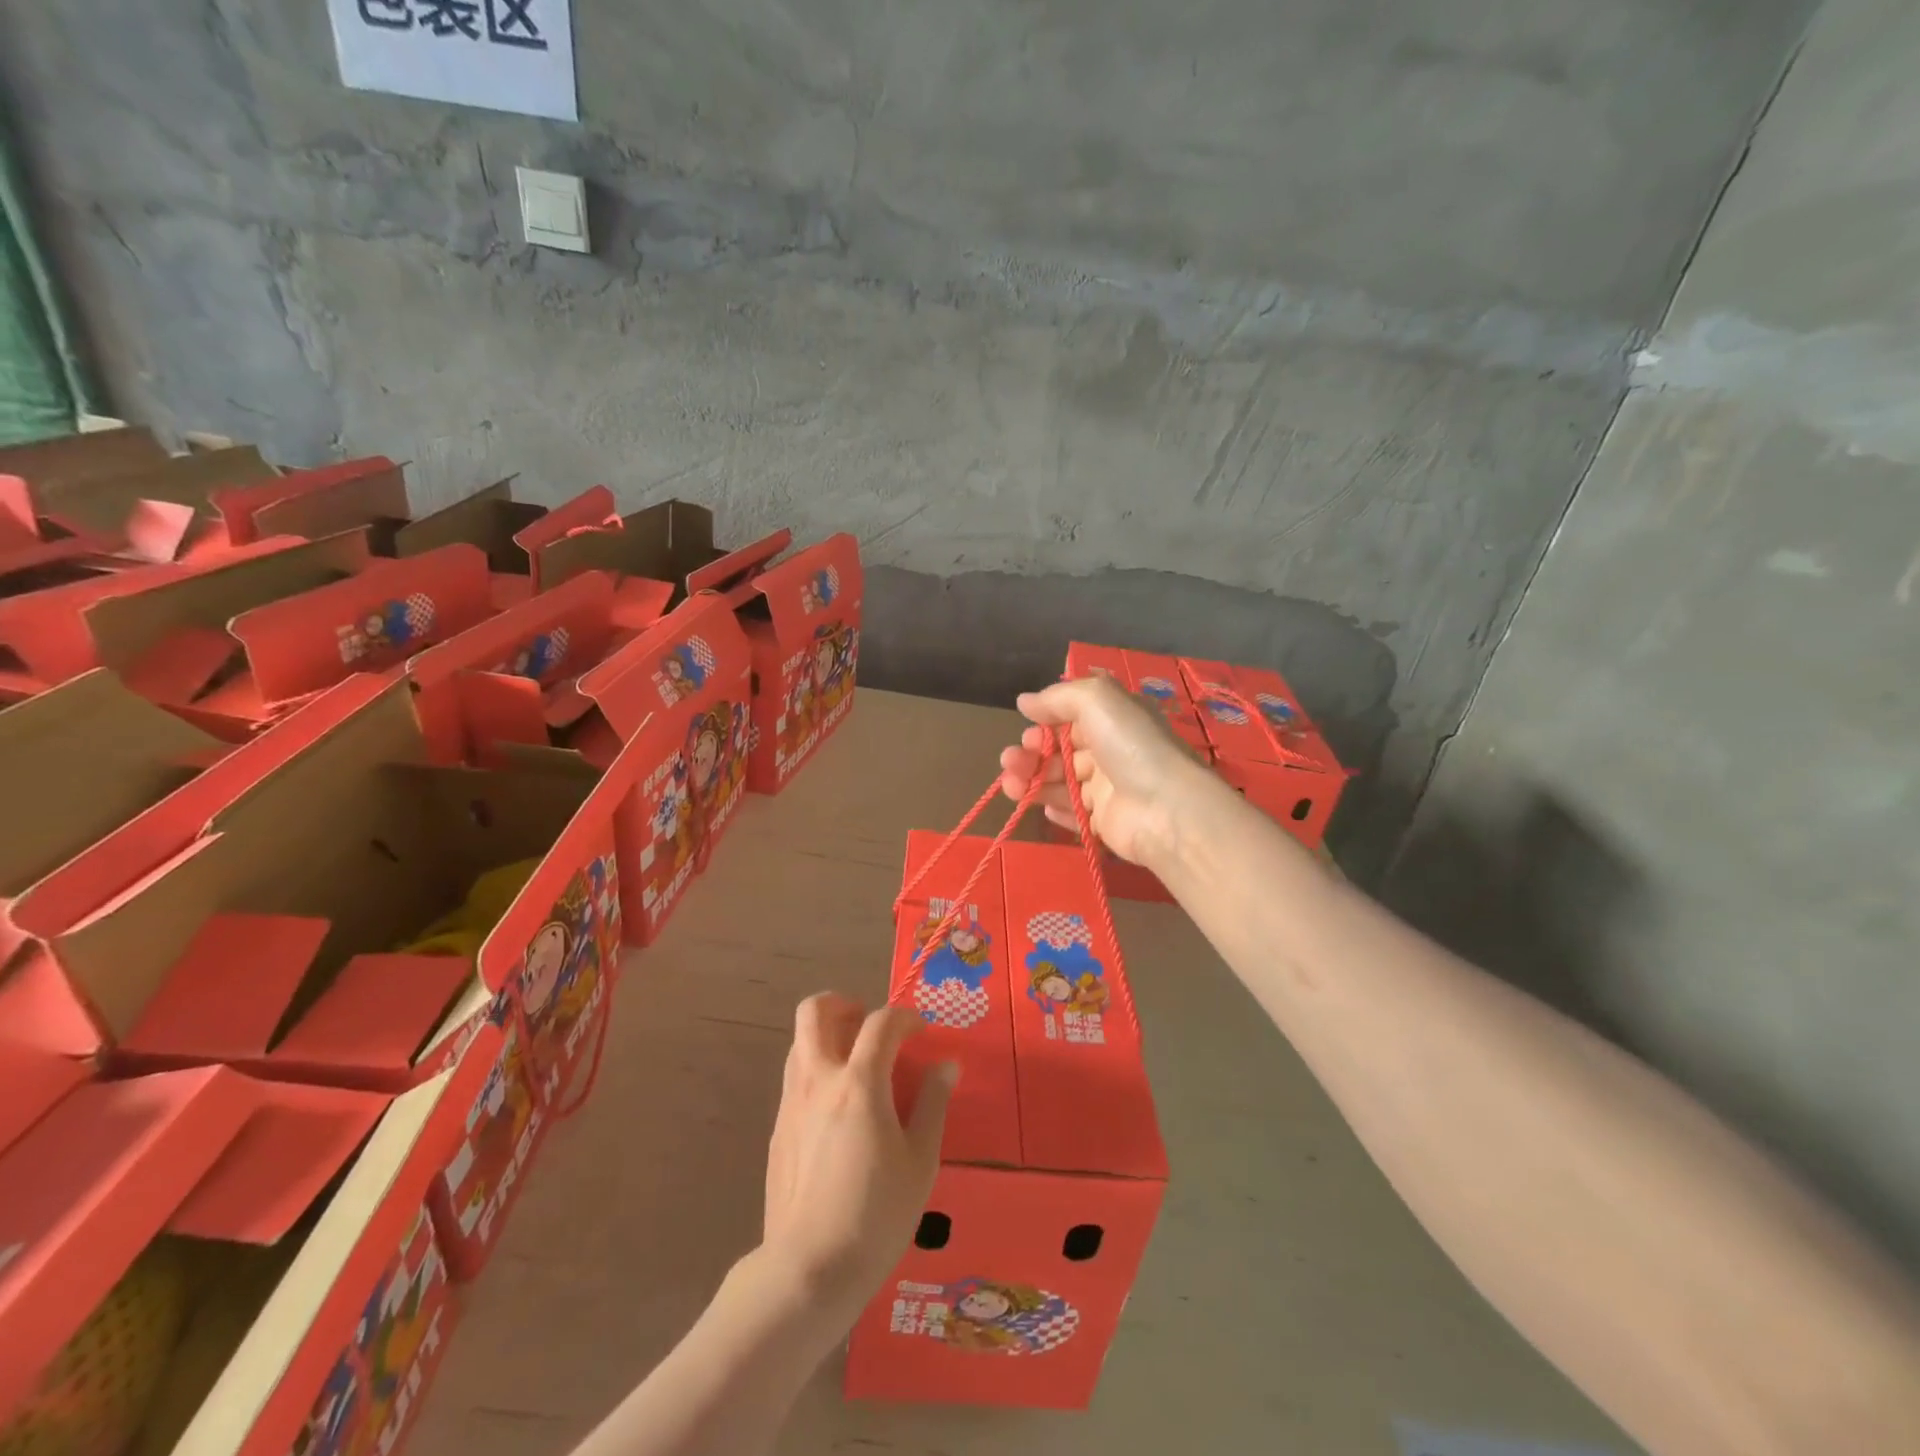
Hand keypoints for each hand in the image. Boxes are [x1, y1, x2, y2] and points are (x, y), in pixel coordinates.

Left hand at [760, 994, 955, 1315]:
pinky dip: (817, 1069)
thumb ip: (932, 1104)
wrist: (808, 1270)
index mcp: (858, 1083)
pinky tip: (838, 1107)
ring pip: (800, 1041)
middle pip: (815, 1011)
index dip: (904, 1017)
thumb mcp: (920, 1161)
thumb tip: (946, 1065)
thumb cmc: (876, 1215)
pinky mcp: (777, 1129)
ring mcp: (791, 1103)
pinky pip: (795, 1076)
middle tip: (868, 1024)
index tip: (920, 1031)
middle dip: (843, 1004)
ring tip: (856, 1062)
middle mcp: (819, 1080)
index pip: (880, 1022)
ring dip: (827, 1035)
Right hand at [998, 673, 1211, 866]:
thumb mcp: (1098, 700)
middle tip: (1010, 761)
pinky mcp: (1106, 822)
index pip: (1073, 718)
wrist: (1166, 809)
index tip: (1026, 729)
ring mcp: (1110, 790)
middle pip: (1063, 752)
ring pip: (1062, 783)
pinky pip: (1075, 814)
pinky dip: (1057, 809)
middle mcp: (1112, 752)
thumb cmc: (1132, 746)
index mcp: (1115, 720)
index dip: (1046, 723)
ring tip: (1010, 785)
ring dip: (1033, 781)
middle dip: (1031, 754)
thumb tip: (1025, 701)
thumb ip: (1059, 697)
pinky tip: (1042, 806)